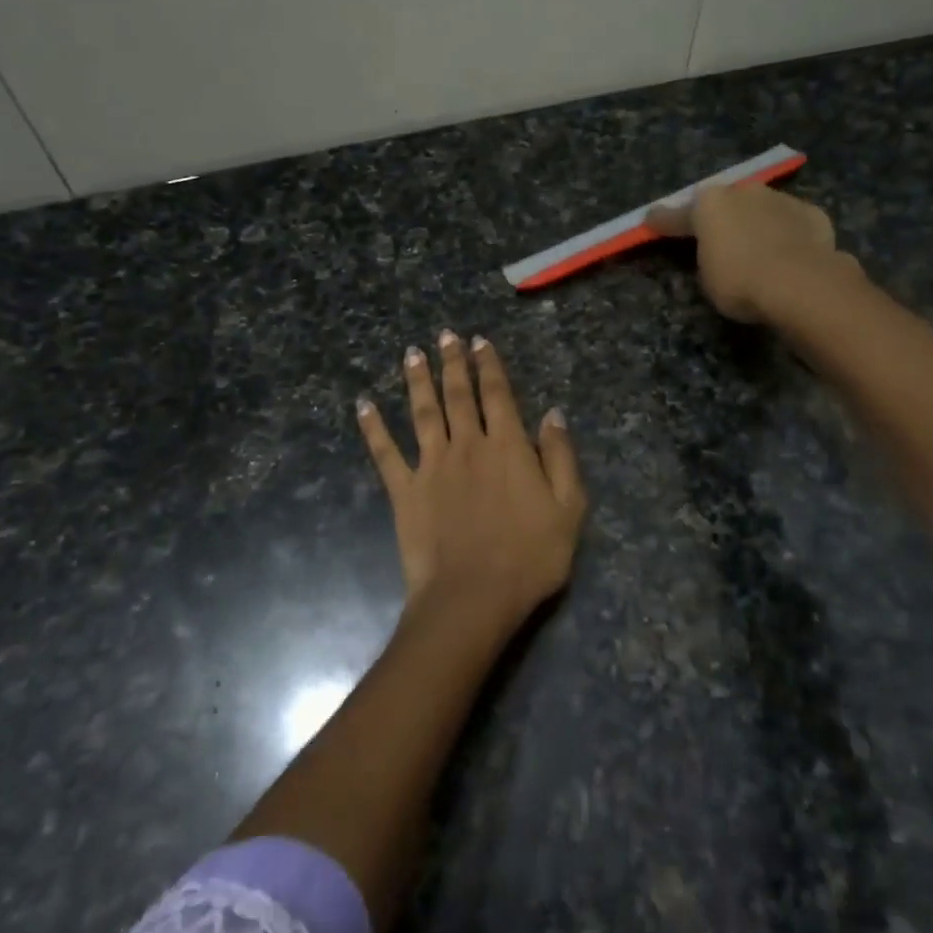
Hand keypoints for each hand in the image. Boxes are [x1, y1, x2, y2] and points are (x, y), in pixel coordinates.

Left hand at [357, 331, 586, 645]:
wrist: (474, 597)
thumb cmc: (530, 557)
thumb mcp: (568, 508)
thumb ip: (560, 457)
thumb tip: (553, 414)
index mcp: (507, 447)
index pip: (497, 394)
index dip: (489, 366)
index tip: (480, 341)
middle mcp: (467, 445)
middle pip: (458, 395)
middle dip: (452, 362)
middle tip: (445, 335)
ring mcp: (431, 466)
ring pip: (423, 412)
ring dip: (417, 380)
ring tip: (412, 354)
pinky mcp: (404, 490)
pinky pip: (385, 452)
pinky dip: (373, 427)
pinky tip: (364, 405)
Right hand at [648, 182, 851, 323]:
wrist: (800, 283)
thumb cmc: (739, 281)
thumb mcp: (707, 277)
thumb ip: (707, 256)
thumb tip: (717, 250)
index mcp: (709, 204)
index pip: (678, 215)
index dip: (663, 221)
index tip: (651, 220)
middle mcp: (743, 192)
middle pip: (725, 204)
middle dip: (720, 218)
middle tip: (717, 239)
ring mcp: (781, 199)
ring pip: (761, 209)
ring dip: (755, 224)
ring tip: (758, 249)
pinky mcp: (812, 214)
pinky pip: (791, 223)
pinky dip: (787, 234)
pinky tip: (790, 254)